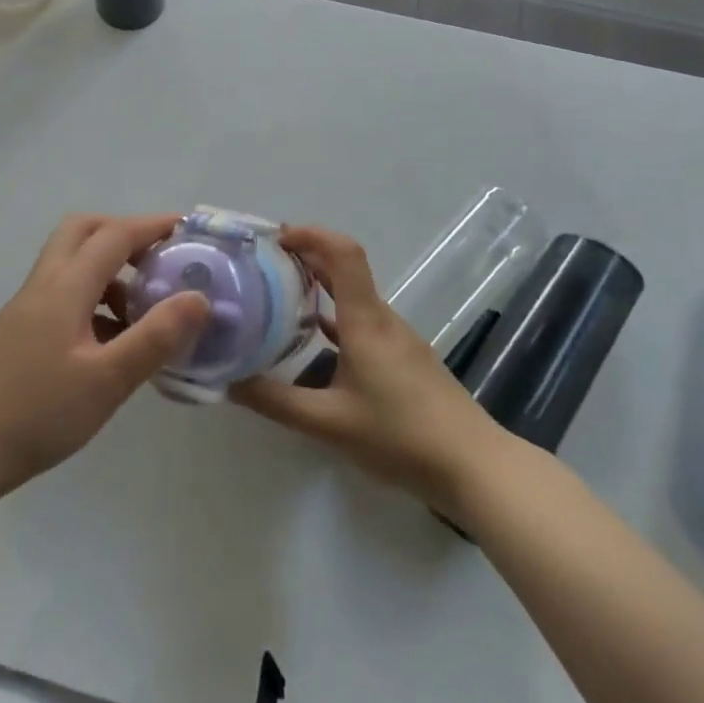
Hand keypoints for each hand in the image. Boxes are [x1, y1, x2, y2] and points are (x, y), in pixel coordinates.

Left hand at [0, 213, 210, 494]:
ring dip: (107, 267)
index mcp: (65, 287)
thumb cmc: (40, 413)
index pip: (114, 236)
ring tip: (141, 306)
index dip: (152, 226)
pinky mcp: (18, 328)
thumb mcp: (107, 380)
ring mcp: (26, 305)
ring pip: (69, 261)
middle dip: (123, 234)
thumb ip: (155, 337)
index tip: (185, 229)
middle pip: (83, 231)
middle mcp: (43, 284)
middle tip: (156, 259)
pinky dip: (91, 295)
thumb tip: (198, 297)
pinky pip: (61, 290)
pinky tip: (109, 337)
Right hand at [231, 224, 498, 507]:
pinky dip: (334, 320)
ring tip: (279, 299)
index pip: (343, 253)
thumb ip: (276, 402)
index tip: (275, 238)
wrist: (476, 467)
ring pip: (353, 298)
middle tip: (263, 263)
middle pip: (344, 269)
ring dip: (318, 289)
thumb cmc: (401, 436)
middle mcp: (382, 319)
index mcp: (365, 320)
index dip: (311, 235)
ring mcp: (397, 339)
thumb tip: (228, 381)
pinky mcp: (405, 359)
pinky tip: (314, 345)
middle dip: (305, 257)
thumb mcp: (329, 424)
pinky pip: (362, 323)